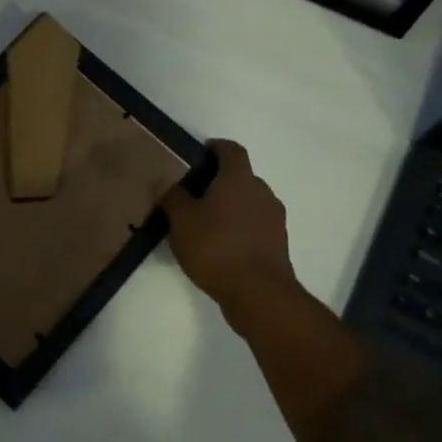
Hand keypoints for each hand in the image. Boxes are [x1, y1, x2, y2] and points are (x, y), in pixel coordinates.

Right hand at [160, 140, 298, 312]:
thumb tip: (164, 179)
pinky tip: (221, 245)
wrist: (258, 293)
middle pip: (241, 176)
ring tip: (205, 222)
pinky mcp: (278, 243)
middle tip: (194, 193)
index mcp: (239, 178)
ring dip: (231, 206)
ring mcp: (274, 218)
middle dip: (219, 181)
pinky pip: (255, 225)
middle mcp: (261, 191)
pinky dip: (240, 227)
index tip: (199, 155)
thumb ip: (172, 196)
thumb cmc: (215, 247)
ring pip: (249, 202)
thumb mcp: (181, 221)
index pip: (231, 149)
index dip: (215, 148)